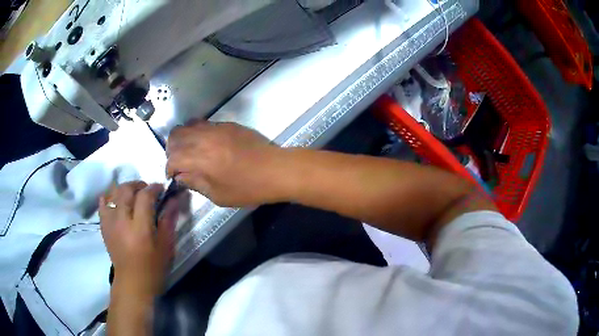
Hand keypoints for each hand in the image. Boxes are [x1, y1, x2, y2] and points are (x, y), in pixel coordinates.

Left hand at [99, 182, 177, 298]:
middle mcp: (122, 221)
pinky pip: (102, 204)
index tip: (161, 189)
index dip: (154, 188)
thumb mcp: (166, 246)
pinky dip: (109, 197)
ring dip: (124, 189)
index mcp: (140, 228)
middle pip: (126, 189)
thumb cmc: (153, 268)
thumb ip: (168, 220)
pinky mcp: (104, 227)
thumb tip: (175, 199)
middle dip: (138, 185)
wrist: (132, 284)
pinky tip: (116, 201)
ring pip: (113, 193)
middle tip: (147, 190)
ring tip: (133, 195)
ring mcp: (110, 223)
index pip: (145, 196)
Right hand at [166, 121, 284, 206]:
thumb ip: (195, 183)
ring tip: (189, 151)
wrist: (276, 169)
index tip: (173, 176)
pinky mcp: (227, 124)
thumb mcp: (218, 195)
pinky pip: (203, 123)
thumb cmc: (248, 188)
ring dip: (182, 139)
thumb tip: (181, 176)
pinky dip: (196, 132)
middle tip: (177, 162)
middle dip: (171, 150)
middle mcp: (204, 138)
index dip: (169, 168)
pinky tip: (204, 144)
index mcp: (200, 159)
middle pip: (175, 136)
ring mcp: (216, 128)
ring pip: (187, 125)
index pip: (173, 158)